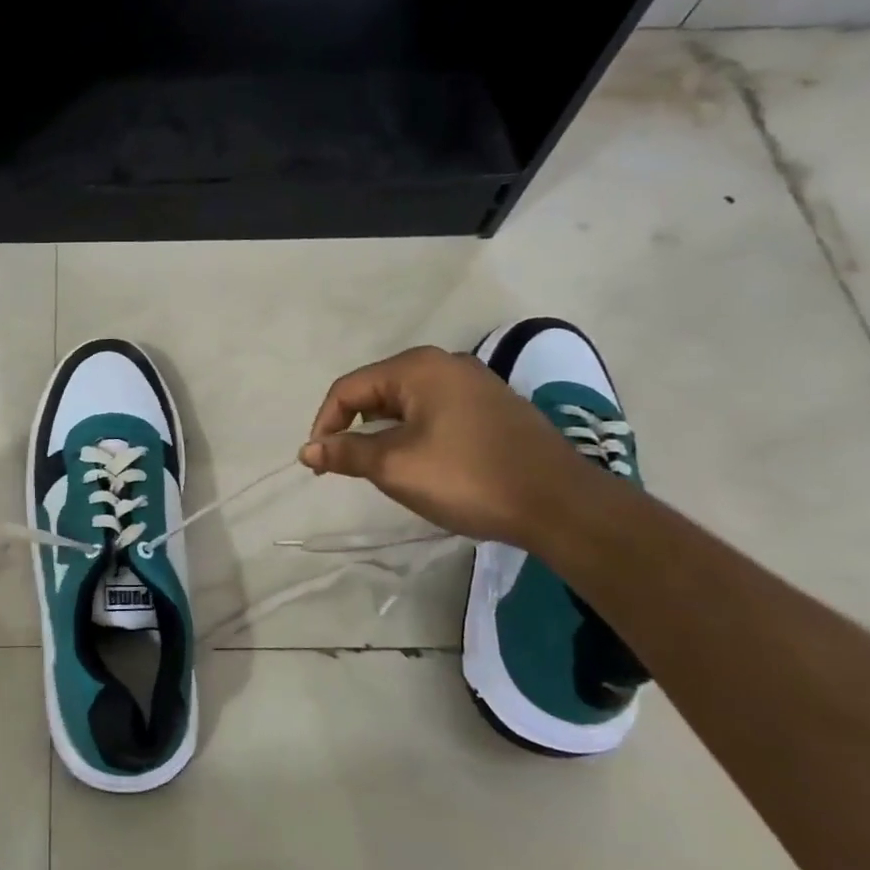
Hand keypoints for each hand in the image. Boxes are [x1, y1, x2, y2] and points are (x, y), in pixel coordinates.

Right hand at [299, 346, 599, 545]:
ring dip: (384, 434)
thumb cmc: (468, 478)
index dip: (324, 424)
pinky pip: (435, 413)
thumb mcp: (395, 467)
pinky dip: (415, 434)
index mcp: (418, 368)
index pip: (348, 389)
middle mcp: (445, 364)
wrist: (561, 504)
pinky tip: (423, 465)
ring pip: (406, 404)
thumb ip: (346, 453)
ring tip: (383, 469)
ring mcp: (474, 384)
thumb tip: (308, 450)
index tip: (319, 464)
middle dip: (354, 429)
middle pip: (377, 392)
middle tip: (348, 467)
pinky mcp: (493, 407)